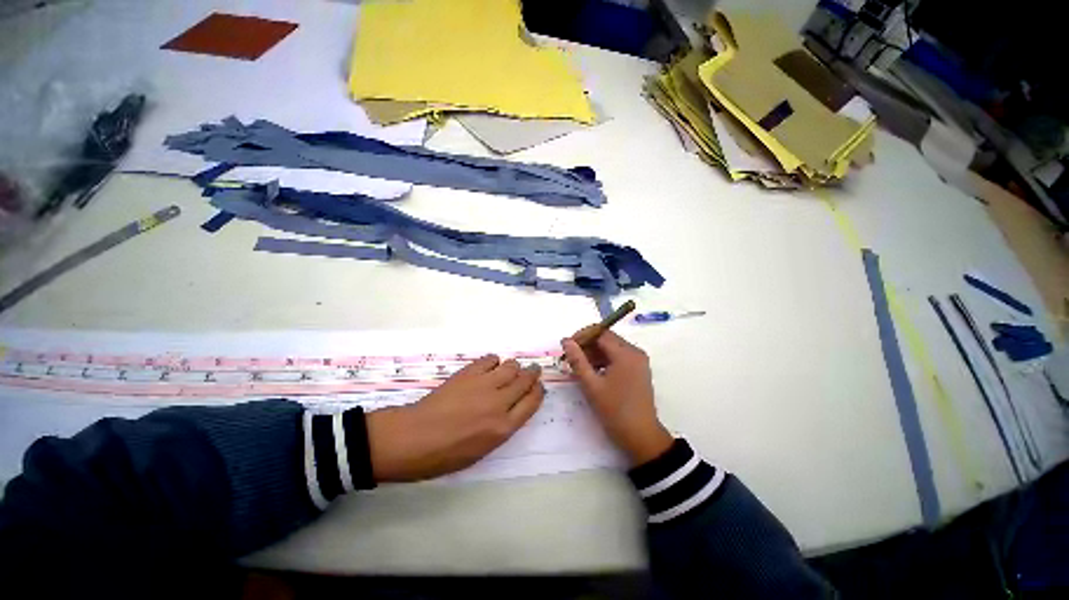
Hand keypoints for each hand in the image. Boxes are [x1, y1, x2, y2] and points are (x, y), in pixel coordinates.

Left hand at [366, 355, 544, 482]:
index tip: (538, 386)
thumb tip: (511, 408)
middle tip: (533, 370)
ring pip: (510, 366)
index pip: (532, 402)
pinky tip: (490, 366)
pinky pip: (489, 359)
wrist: (412, 439)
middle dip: (532, 373)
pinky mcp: (468, 373)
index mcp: (503, 428)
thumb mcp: (482, 451)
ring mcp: (483, 385)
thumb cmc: (445, 455)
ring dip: (514, 366)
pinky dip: (494, 361)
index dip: (538, 391)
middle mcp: (498, 403)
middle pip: (525, 381)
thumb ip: (502, 428)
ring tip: (510, 369)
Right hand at [562, 332, 672, 465]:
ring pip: (612, 348)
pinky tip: (592, 372)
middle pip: (607, 339)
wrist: (641, 437)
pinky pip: (618, 357)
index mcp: (625, 353)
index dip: (582, 336)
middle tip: (571, 358)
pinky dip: (604, 361)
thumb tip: (566, 341)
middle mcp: (635, 352)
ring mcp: (639, 361)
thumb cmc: (615, 411)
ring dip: (594, 353)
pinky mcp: (639, 370)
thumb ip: (577, 360)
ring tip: (579, 367)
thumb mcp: (592, 385)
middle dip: (587, 345)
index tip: (567, 346)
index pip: (600, 333)